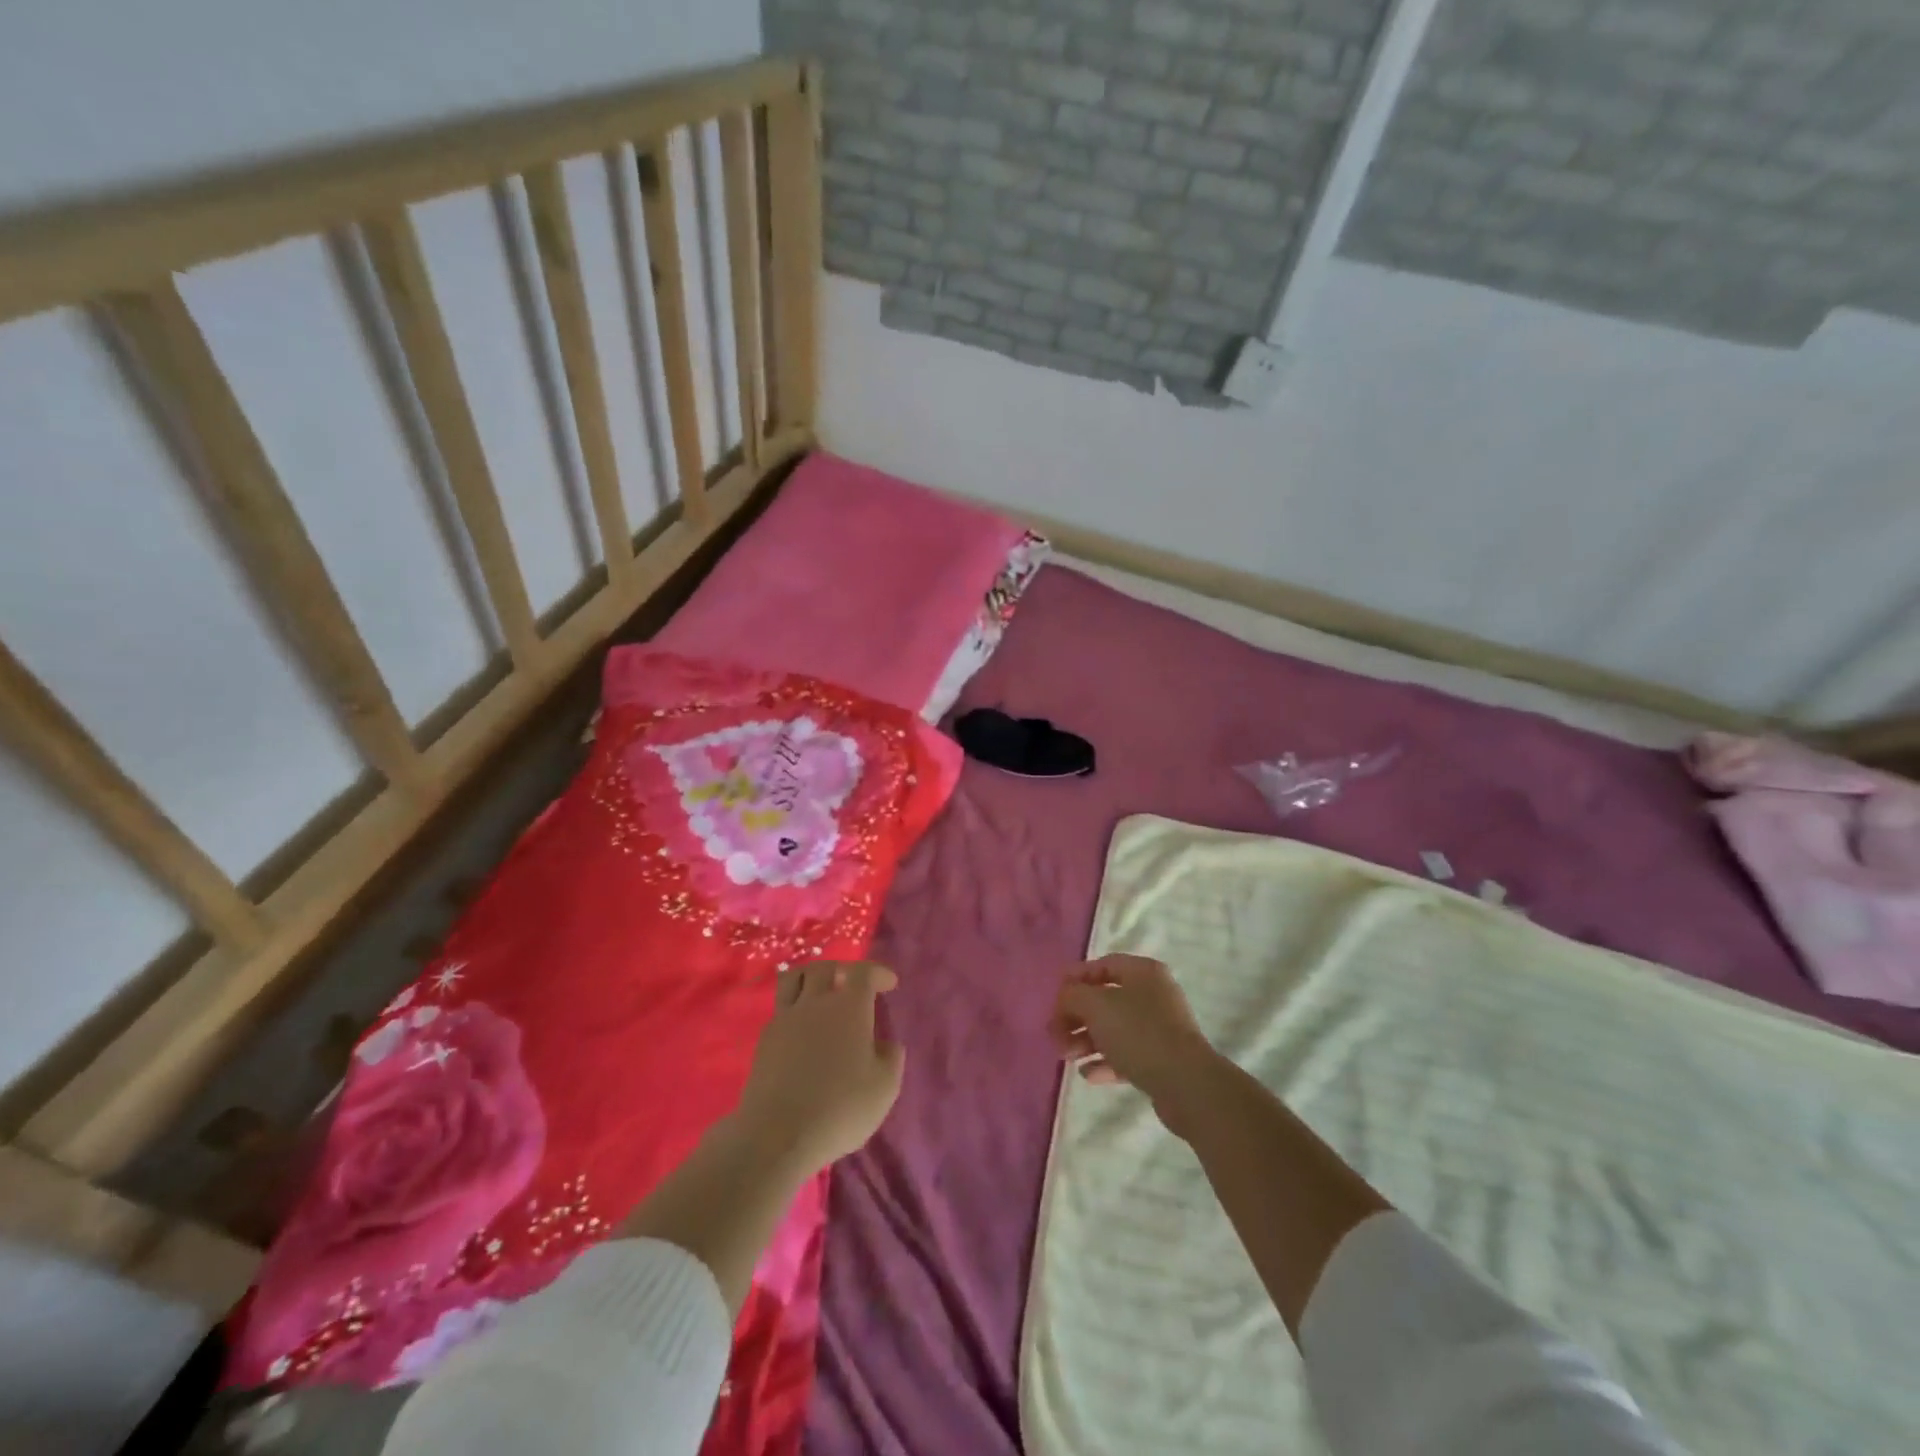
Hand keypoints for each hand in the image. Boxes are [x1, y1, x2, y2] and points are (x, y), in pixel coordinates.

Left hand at [734, 960, 904, 1175]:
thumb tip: (886, 1044)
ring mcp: (785, 1019)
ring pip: (795, 979)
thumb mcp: (884, 1088)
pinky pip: (782, 1007)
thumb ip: (890, 1058)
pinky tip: (805, 1028)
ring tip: (823, 993)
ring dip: (812, 978)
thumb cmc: (840, 1108)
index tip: (890, 983)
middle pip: (825, 968)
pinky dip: (796, 1006)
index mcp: (849, 1007)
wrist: (777, 1135)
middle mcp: (815, 1003)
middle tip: (854, 985)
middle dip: (843, 970)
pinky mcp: (765, 1040)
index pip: (863, 972)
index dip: (878, 972)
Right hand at [1049, 954, 1220, 1128]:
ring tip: (1067, 1057)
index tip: (1054, 997)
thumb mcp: (1096, 1006)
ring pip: (1113, 1029)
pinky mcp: (1161, 1060)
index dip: (1075, 978)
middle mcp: (1153, 995)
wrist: (1185, 1084)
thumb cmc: (1138, 1033)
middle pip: (1105, 1000)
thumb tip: (1065, 999)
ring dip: (1085, 1041)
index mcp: (1143, 972)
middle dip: (1076, 1017)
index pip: (1102, 965)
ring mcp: (1159, 1028)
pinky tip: (1087, 1074)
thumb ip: (1072, 996)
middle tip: (1055, 1035)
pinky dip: (1104, 1062)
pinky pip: (1125, 1055)